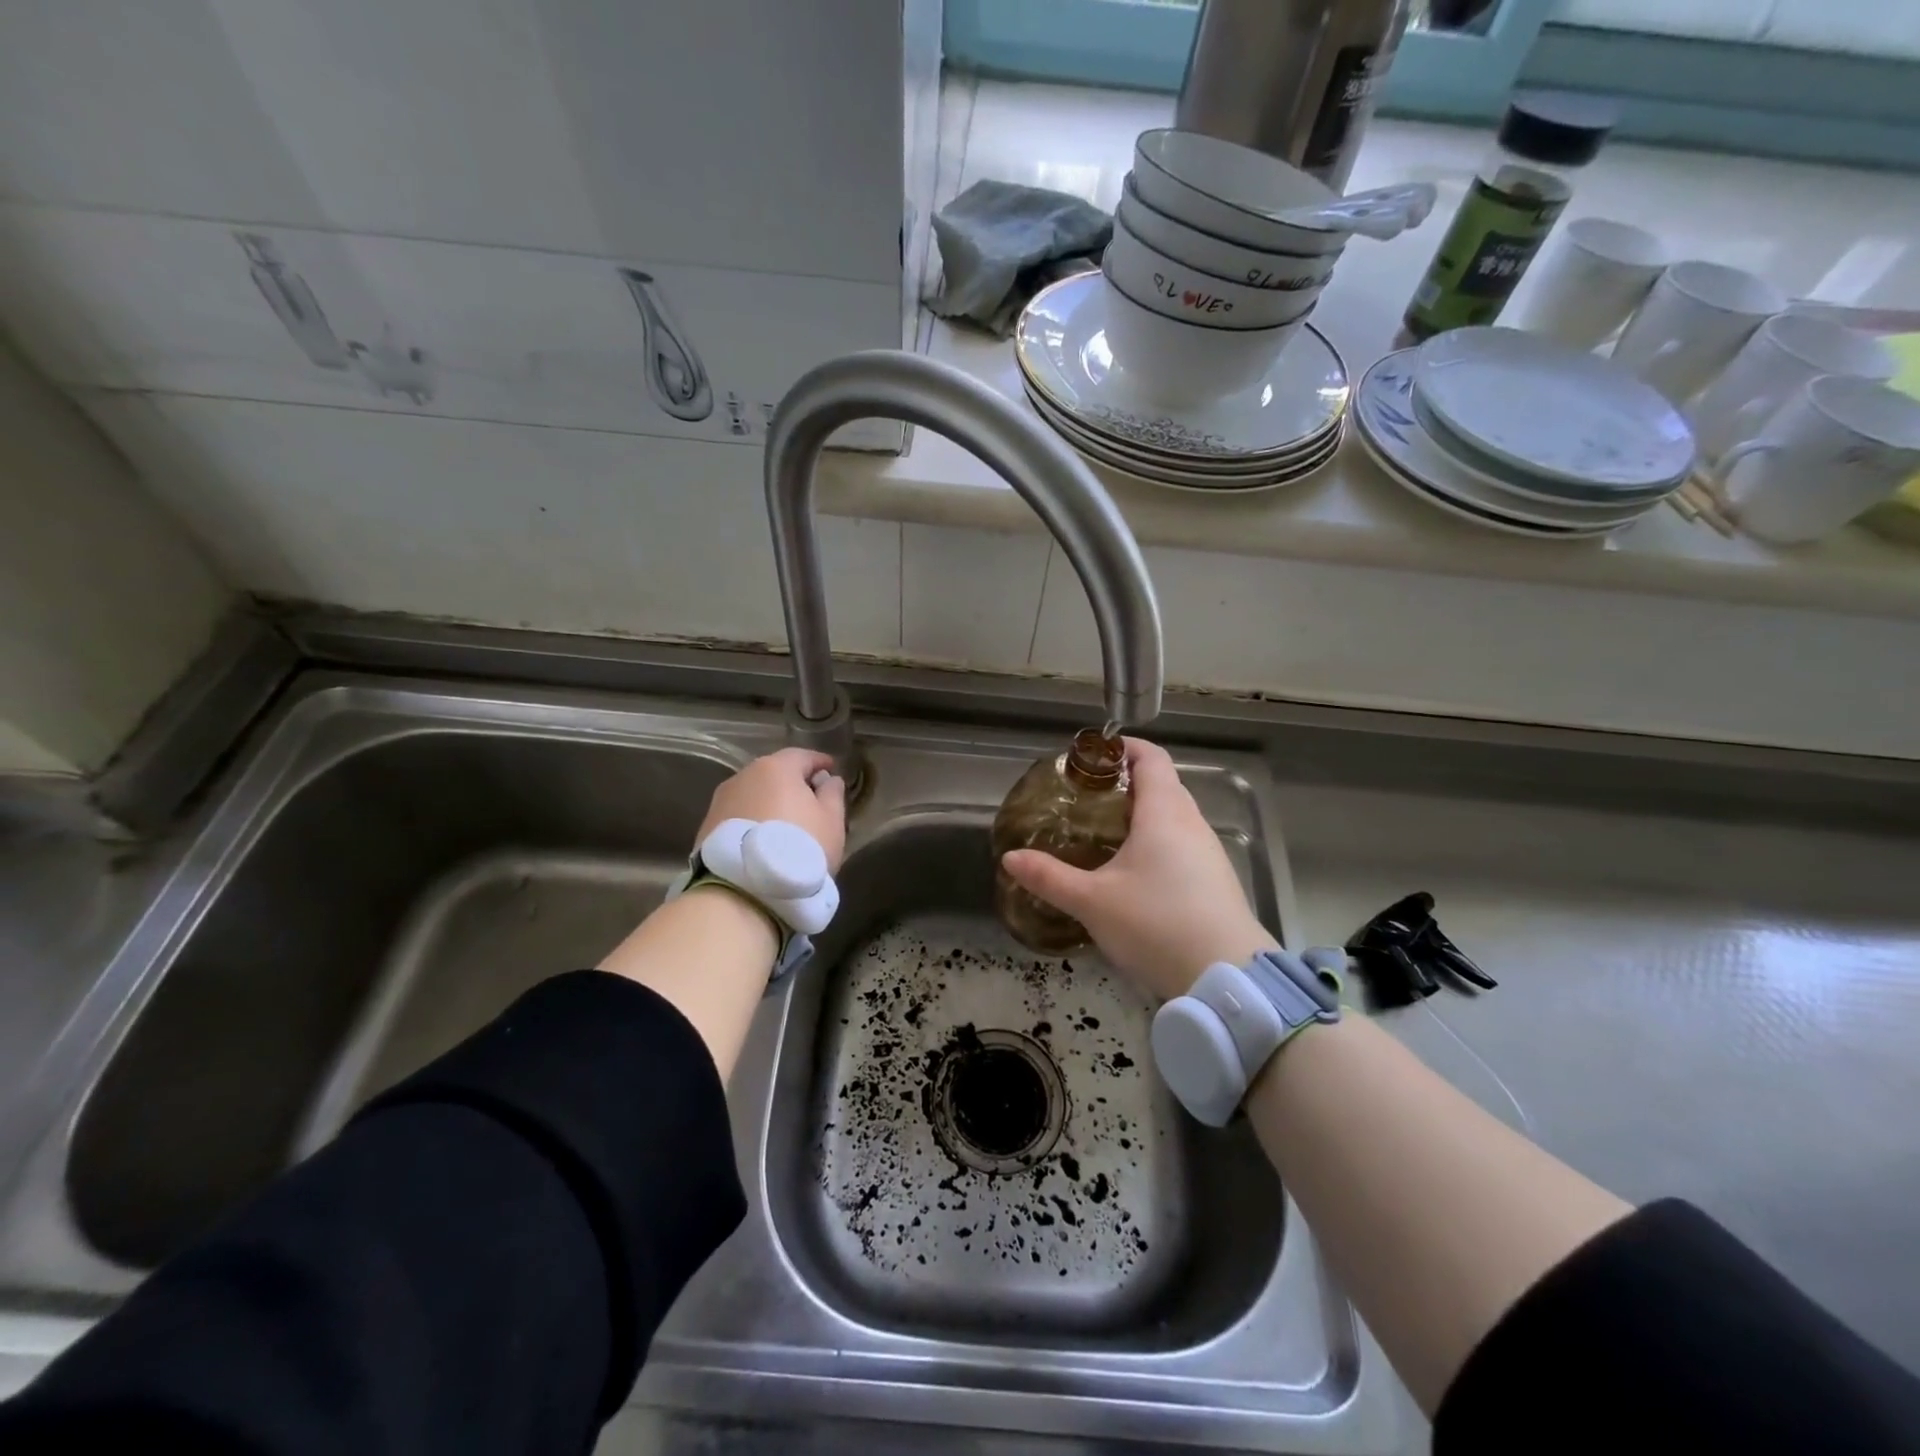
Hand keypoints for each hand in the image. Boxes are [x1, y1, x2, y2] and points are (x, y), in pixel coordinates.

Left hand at [697, 748, 847, 871]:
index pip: (802, 756)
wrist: (743, 891)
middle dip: (793, 783)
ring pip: (753, 795)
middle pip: (774, 773)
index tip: (831, 771)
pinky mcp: (707, 828)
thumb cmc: (799, 848)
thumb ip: (833, 795)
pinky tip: (764, 841)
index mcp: (776, 768)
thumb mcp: (831, 821)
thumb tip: (829, 780)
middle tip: (810, 801)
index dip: (819, 762)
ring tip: (786, 825)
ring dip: (770, 803)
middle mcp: (743, 777)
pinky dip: (753, 821)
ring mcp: (720, 802)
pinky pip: (739, 816)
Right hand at [1000, 738, 1274, 1000]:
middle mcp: (1191, 822)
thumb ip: (1049, 877)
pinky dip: (1157, 841)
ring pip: (1174, 815)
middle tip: (1086, 796)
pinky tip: (1135, 871)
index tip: (1093, 755)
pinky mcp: (1216, 879)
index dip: (1124, 747)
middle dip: (1126, 782)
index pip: (1151, 757)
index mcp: (1164, 812)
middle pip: (1163, 783)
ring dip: (1142, 813)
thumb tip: (1010, 858)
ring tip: (1104, 832)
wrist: (1226, 978)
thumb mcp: (1093, 902)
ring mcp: (1209, 851)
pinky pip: (1183, 843)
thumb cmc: (1156, 924)